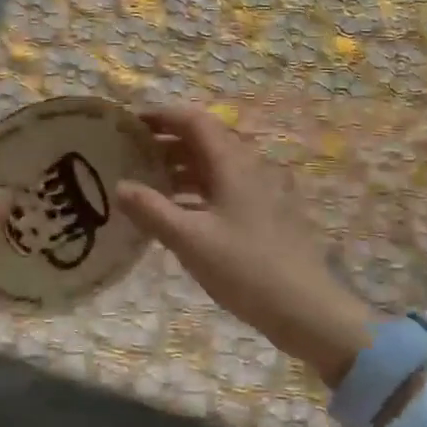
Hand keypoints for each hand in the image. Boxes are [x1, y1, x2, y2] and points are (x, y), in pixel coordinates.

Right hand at [117, 106, 375, 385]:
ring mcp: (259, 191)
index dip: (162, 116)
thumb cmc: (245, 268)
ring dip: (180, 167)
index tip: (130, 123)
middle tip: (132, 153)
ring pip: (213, 166)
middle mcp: (248, 168)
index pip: (194, 121)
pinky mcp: (264, 214)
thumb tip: (119, 186)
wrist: (307, 310)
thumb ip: (151, 210)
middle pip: (204, 140)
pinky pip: (223, 188)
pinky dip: (196, 190)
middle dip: (166, 141)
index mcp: (232, 163)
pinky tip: (176, 212)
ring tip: (147, 182)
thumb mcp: (189, 240)